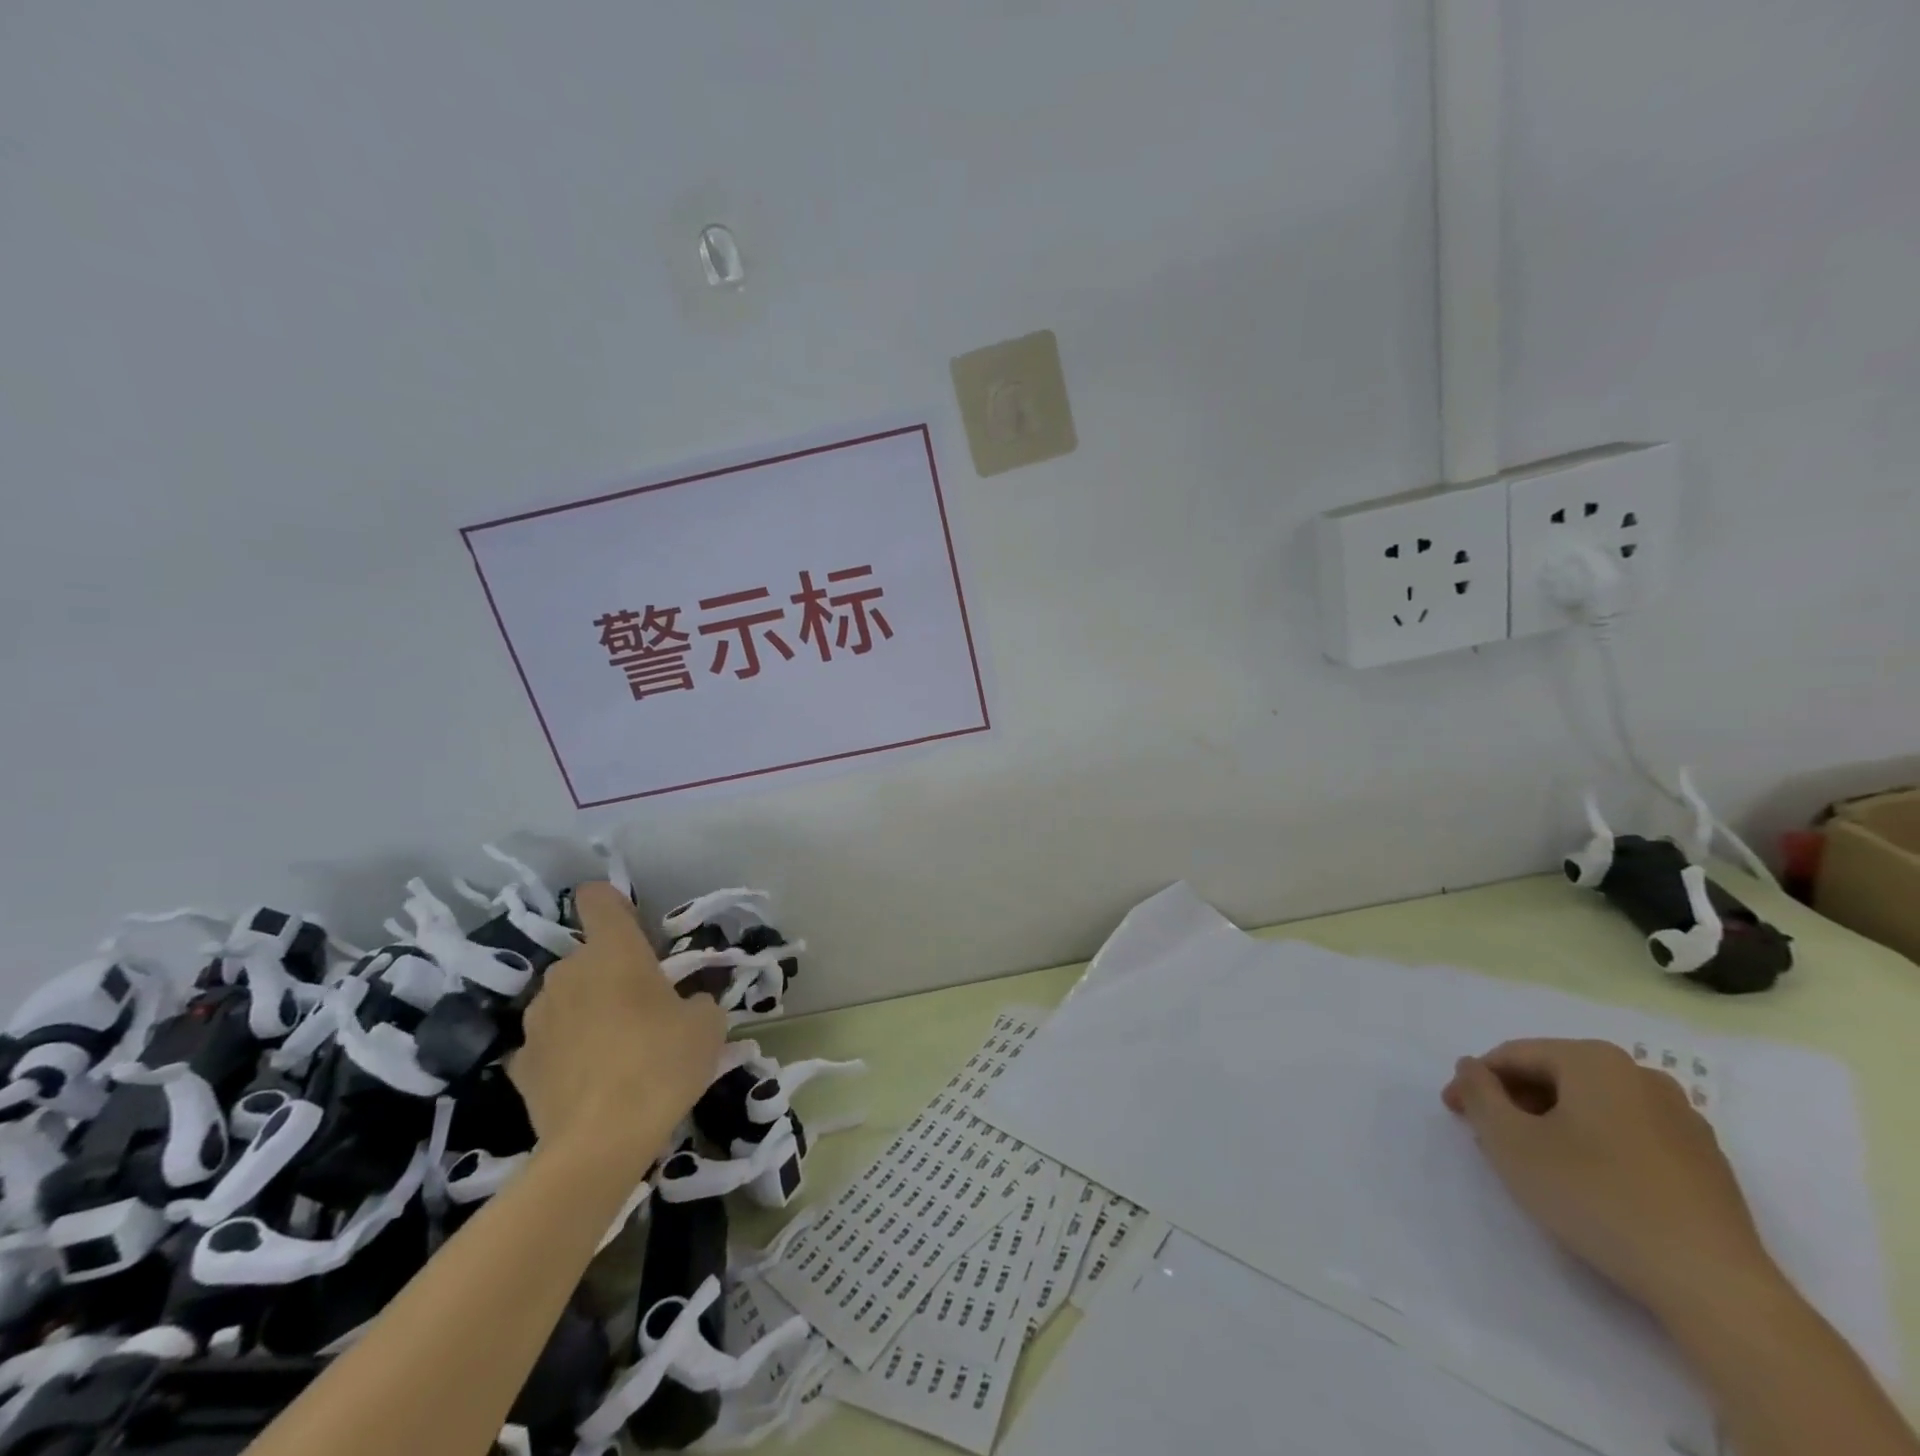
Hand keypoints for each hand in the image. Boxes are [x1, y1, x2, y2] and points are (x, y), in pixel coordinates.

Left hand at [510, 882, 726, 1171]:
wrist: (601, 1142)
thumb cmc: (662, 1063)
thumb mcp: (707, 1025)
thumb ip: (698, 1001)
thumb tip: (687, 1005)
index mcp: (614, 951)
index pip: (598, 899)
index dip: (615, 905)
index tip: (636, 930)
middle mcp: (567, 972)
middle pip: (588, 956)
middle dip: (610, 974)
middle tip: (643, 1009)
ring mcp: (537, 1019)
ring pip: (566, 998)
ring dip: (586, 1011)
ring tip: (615, 1049)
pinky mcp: (520, 1064)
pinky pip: (549, 1042)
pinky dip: (566, 1051)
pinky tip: (588, 1081)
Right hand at [1443, 1038, 1777, 1324]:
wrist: (1713, 1285)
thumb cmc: (1595, 1197)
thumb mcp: (1509, 1141)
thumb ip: (1478, 1094)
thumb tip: (1470, 1068)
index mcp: (1595, 1060)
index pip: (1513, 1056)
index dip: (1474, 1082)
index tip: (1453, 1113)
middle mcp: (1641, 1076)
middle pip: (1555, 1076)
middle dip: (1515, 1102)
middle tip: (1490, 1138)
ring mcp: (1682, 1119)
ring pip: (1592, 1105)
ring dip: (1552, 1123)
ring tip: (1534, 1162)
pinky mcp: (1704, 1161)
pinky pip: (1628, 1133)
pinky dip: (1594, 1144)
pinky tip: (1585, 1182)